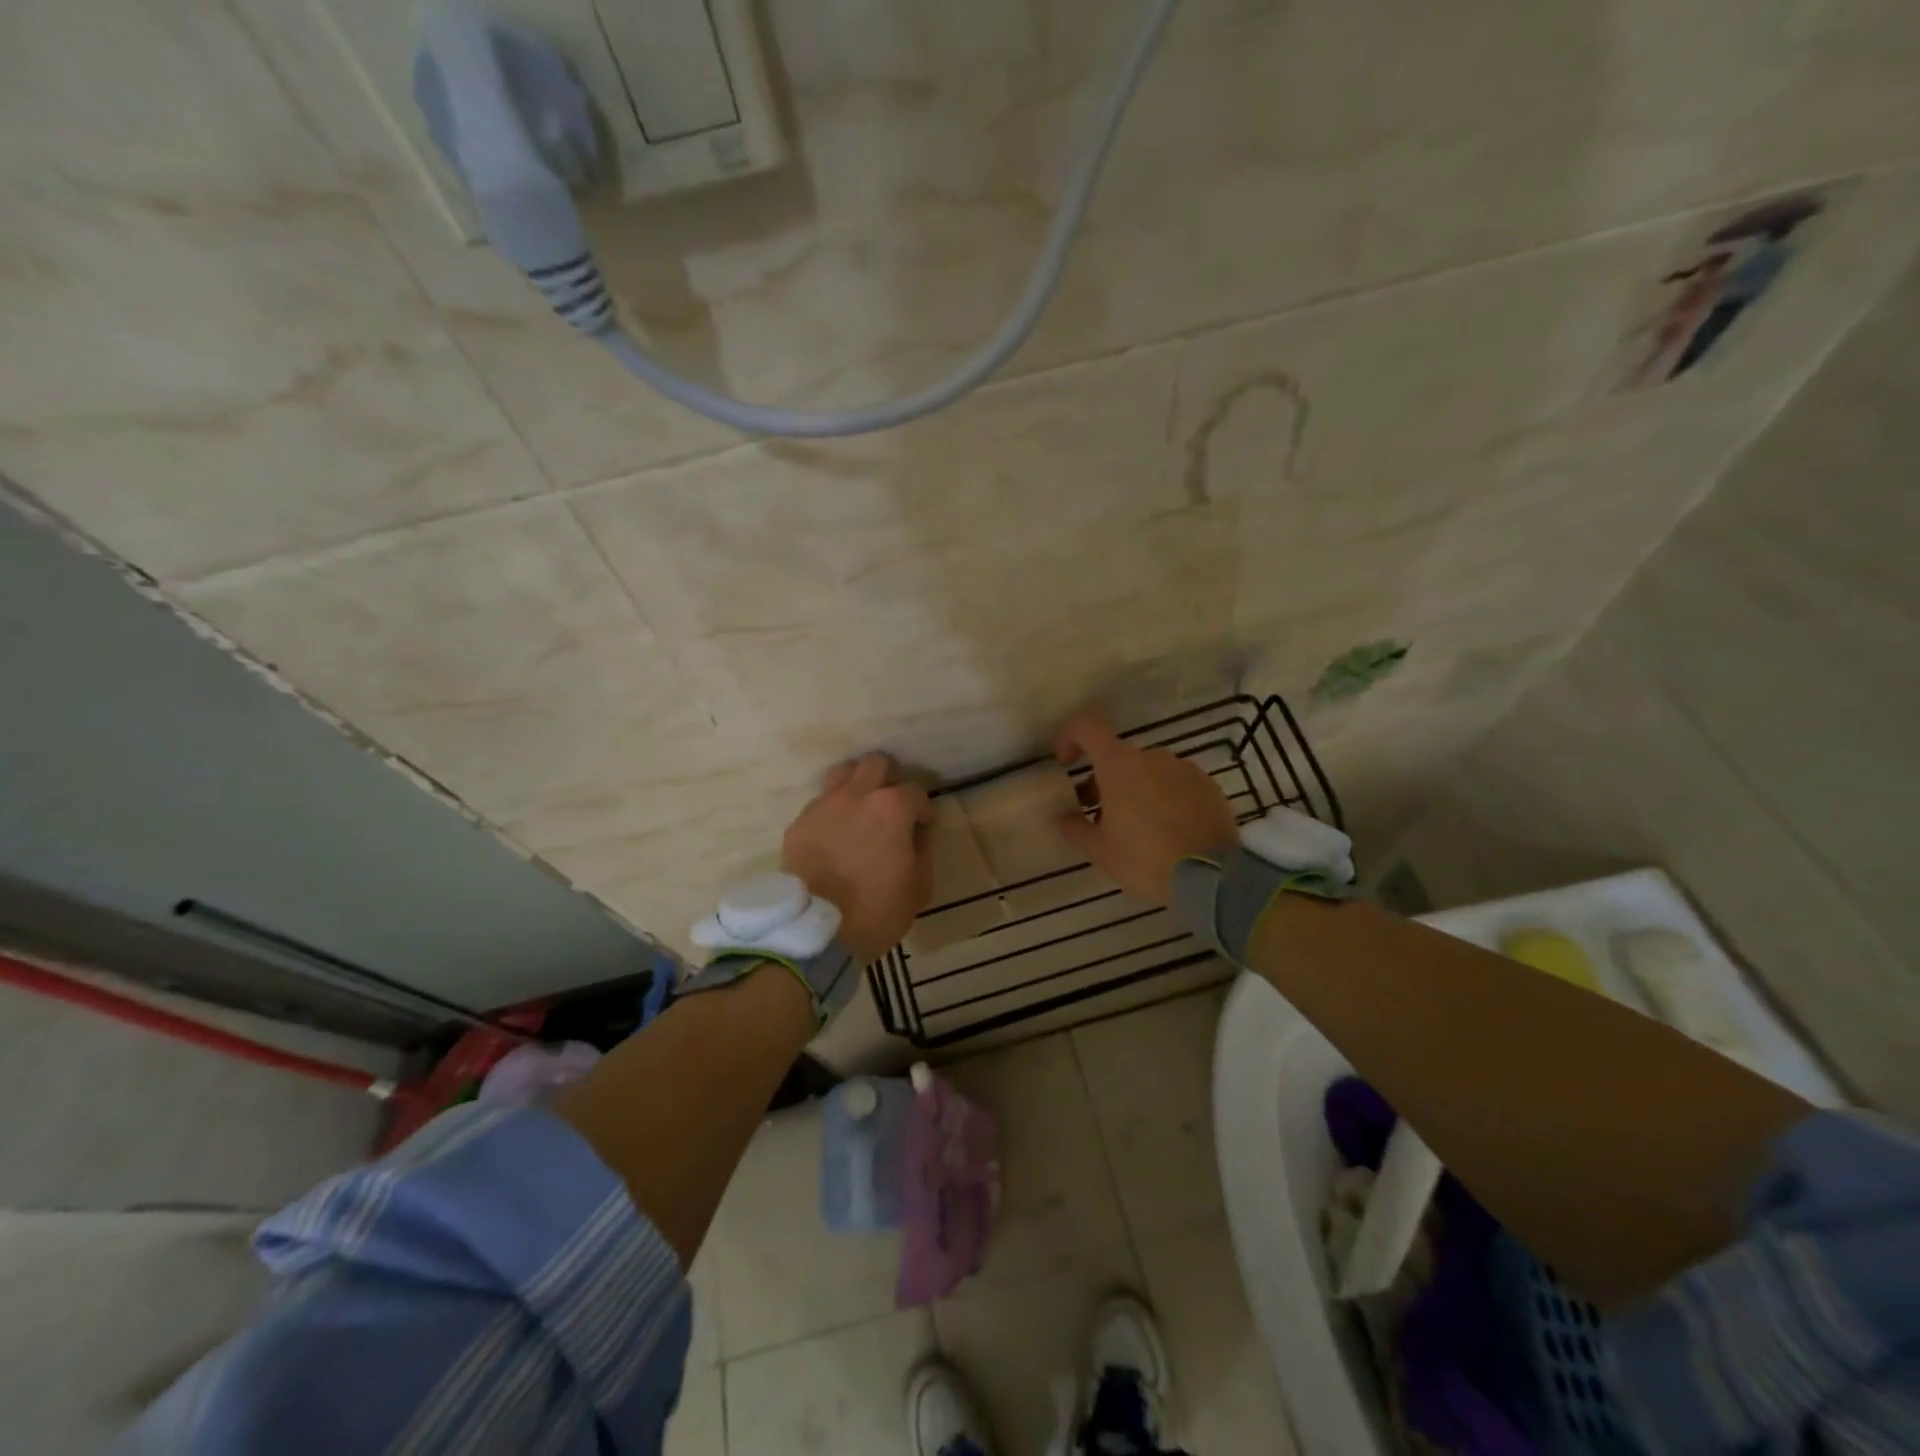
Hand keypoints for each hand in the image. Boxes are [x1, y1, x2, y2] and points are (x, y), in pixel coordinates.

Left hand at [782, 753, 933, 962]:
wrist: (816, 931)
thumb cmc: (877, 911)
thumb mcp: (919, 887)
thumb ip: (923, 851)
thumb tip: (918, 833)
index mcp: (892, 808)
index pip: (916, 791)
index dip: (923, 809)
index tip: (923, 826)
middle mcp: (856, 795)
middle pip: (876, 763)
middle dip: (889, 778)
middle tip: (892, 805)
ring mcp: (823, 806)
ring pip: (842, 773)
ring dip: (856, 784)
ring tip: (861, 808)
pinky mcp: (799, 823)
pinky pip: (819, 804)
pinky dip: (832, 812)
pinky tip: (835, 834)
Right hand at [1053, 710, 1238, 903]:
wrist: (1213, 877)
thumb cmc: (1146, 859)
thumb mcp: (1101, 851)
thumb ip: (1076, 829)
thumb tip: (1063, 818)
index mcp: (1120, 765)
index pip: (1087, 727)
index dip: (1070, 737)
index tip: (1065, 763)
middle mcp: (1153, 756)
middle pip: (1119, 756)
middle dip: (1104, 780)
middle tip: (1099, 815)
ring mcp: (1185, 769)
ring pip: (1149, 771)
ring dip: (1135, 790)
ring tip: (1136, 828)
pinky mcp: (1209, 786)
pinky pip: (1176, 784)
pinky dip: (1164, 798)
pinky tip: (1167, 831)